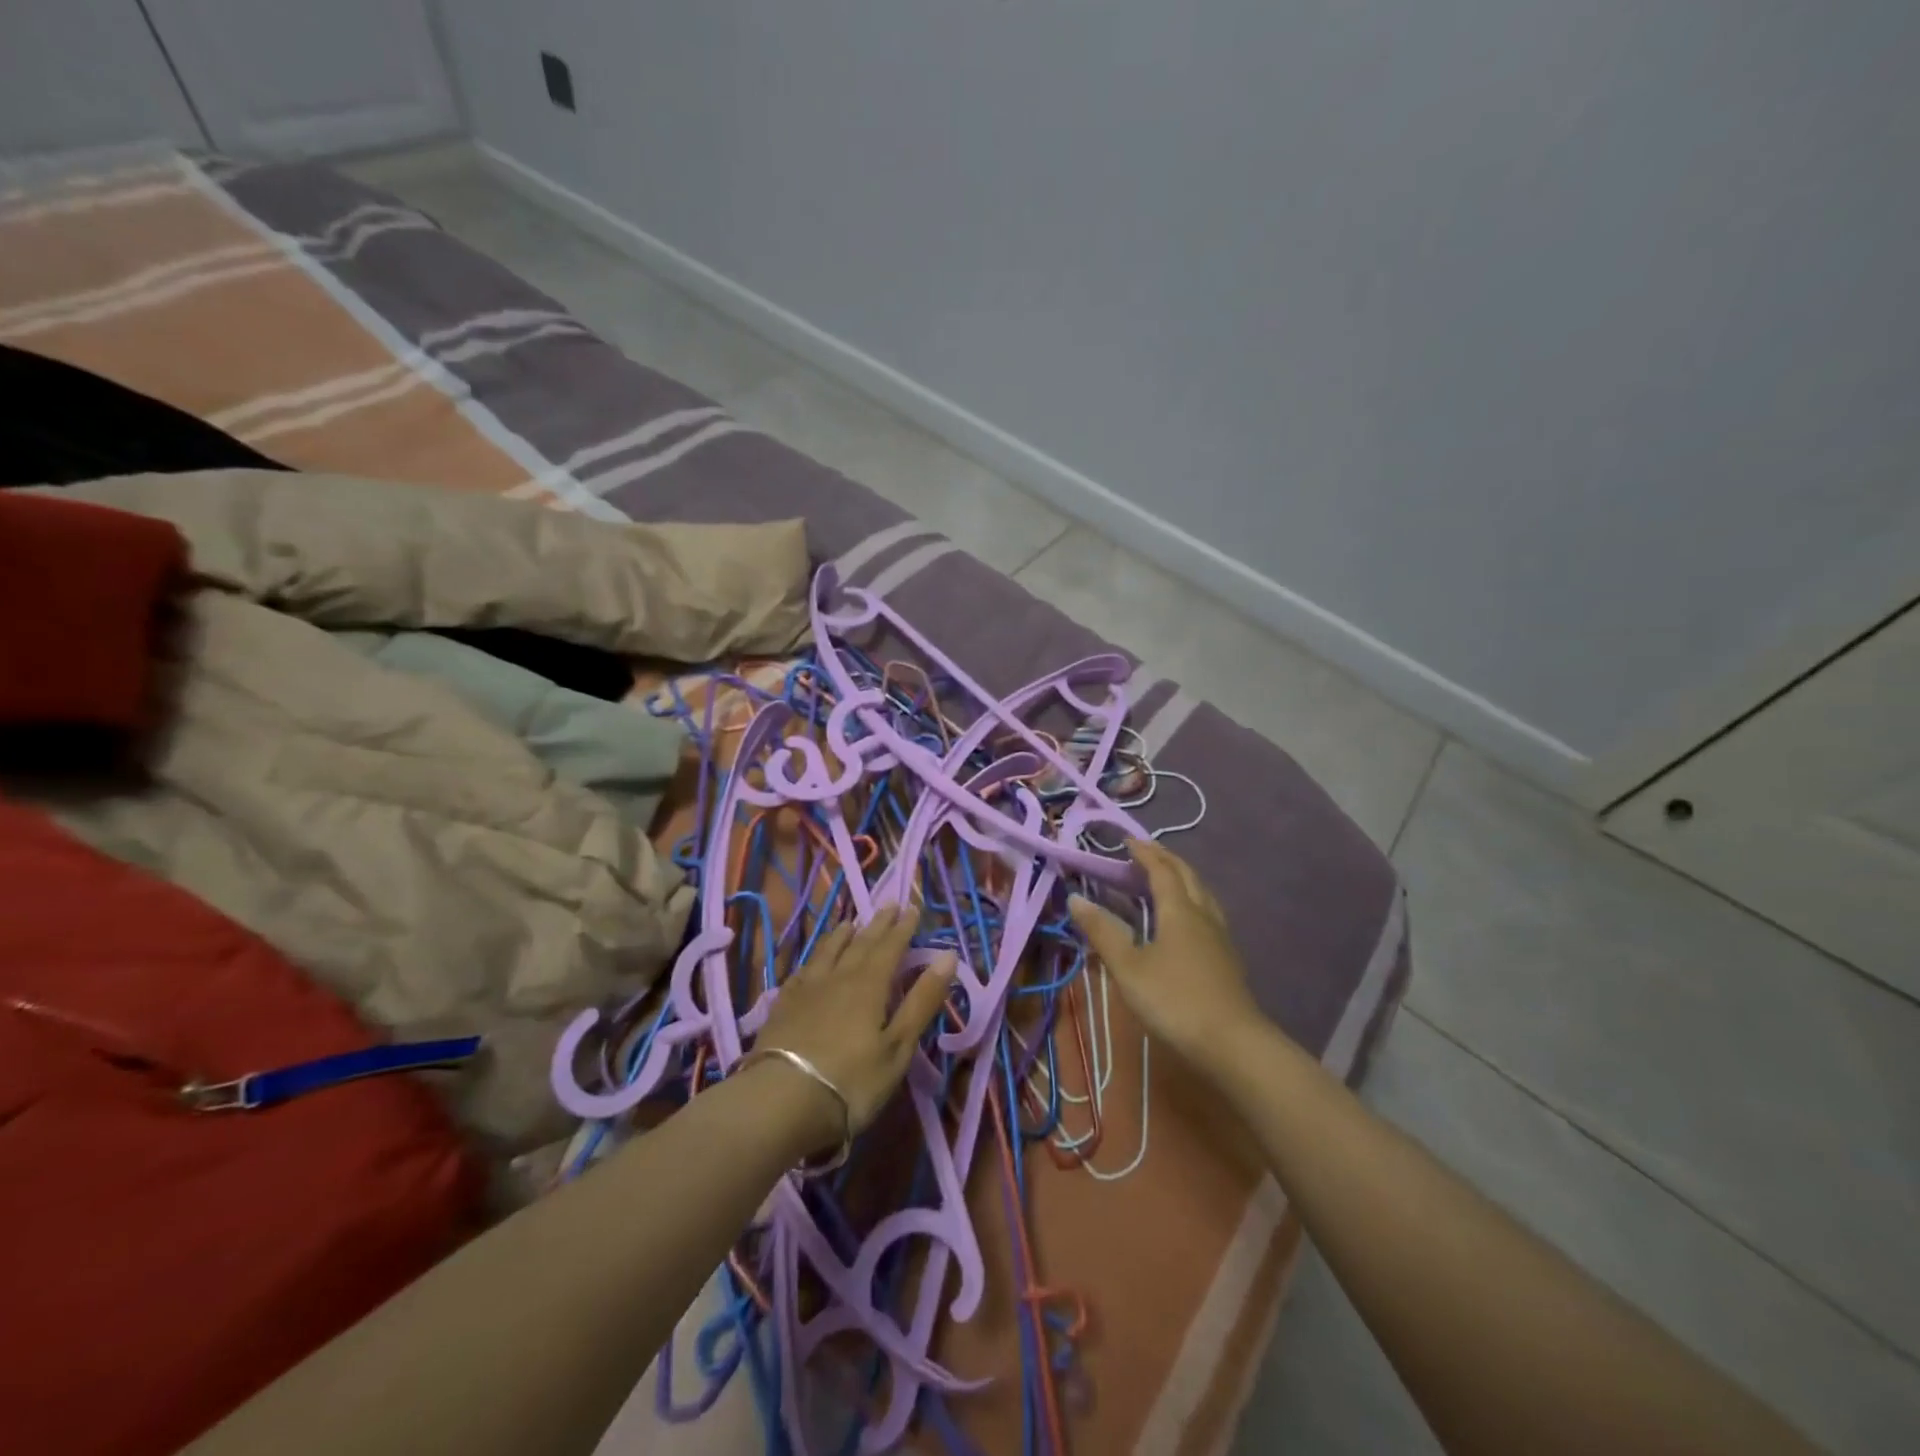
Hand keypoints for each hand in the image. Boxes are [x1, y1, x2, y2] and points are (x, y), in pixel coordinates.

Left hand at [752, 904, 956, 1148]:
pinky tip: (812, 962)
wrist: (779, 1102)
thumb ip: (922, 1001)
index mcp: (869, 984)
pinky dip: (813, 959)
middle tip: (888, 905)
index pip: (890, 947)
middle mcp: (838, 977)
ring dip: (842, 935)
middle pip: (860, 944)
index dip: (903, 928)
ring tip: (850, 923)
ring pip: (827, 952)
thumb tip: (948, 956)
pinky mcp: (782, 1007)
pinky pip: (802, 971)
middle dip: (877, 925)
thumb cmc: (851, 1080)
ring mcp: (806, 990)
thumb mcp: (897, 1046)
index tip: (912, 908)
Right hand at [1069, 838, 1268, 1073]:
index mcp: (1179, 911)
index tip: (1127, 840)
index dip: (1144, 853)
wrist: (1232, 1044)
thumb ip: (1102, 932)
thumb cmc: (1174, 1000)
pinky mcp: (1227, 959)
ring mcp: (1220, 938)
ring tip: (1166, 879)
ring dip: (1183, 879)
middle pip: (1187, 876)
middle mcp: (1203, 915)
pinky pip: (1208, 913)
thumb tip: (1075, 898)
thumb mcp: (1128, 967)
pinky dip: (1192, 901)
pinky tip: (1186, 921)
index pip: (1162, 870)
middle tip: (1145, 853)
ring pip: (1203, 894)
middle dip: (1166, 859)